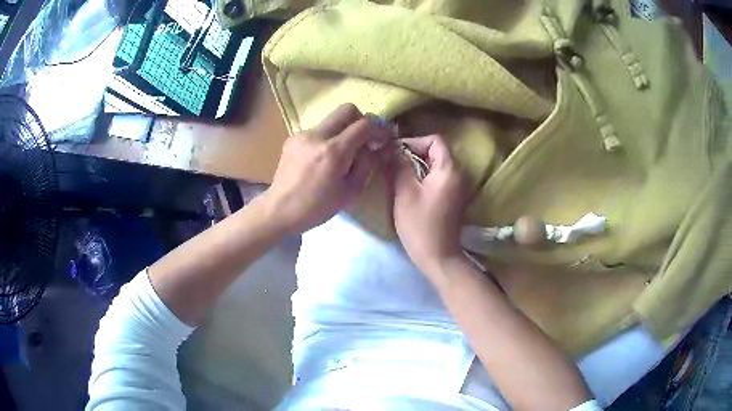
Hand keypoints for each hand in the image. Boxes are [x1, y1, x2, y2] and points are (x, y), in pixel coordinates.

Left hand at [262, 104, 391, 234]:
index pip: (364, 124)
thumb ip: (367, 163)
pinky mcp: (293, 138)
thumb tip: (377, 146)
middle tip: (365, 138)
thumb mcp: (351, 190)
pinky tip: (323, 158)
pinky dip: (327, 138)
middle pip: (347, 109)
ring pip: (331, 120)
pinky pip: (318, 130)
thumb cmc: (317, 207)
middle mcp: (317, 135)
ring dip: (343, 130)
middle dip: (361, 120)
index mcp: (334, 151)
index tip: (384, 137)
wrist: (280, 210)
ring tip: (343, 153)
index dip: (379, 128)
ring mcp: (302, 134)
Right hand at [388, 135, 468, 274]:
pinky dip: (424, 176)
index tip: (395, 152)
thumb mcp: (405, 193)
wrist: (438, 257)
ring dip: (417, 165)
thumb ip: (398, 166)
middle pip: (436, 151)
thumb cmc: (420, 225)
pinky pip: (438, 177)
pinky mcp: (453, 197)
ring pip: (436, 164)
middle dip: (413, 153)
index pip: (435, 140)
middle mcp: (458, 173)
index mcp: (449, 169)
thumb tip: (389, 147)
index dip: (414, 141)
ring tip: (397, 174)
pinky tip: (409, 187)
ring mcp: (457, 186)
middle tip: (392, 163)